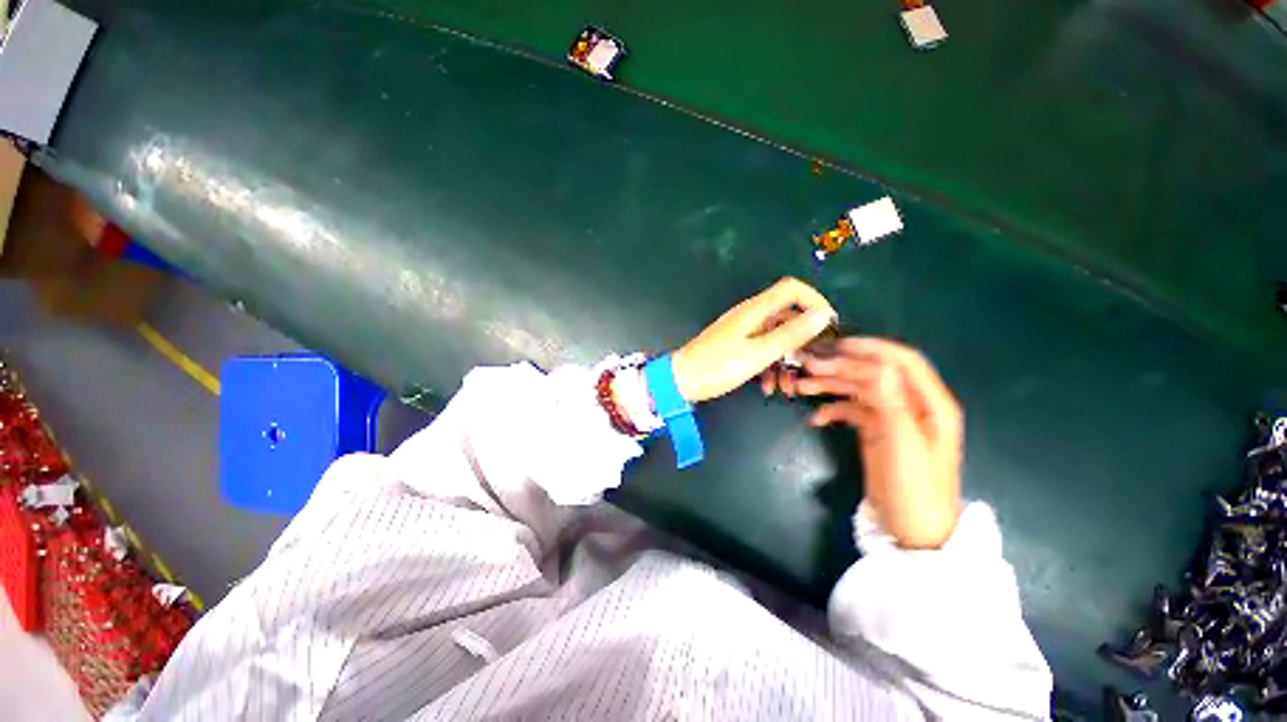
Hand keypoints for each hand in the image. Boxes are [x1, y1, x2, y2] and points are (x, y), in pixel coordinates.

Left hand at [671, 278, 836, 403]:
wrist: (682, 381)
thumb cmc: (719, 366)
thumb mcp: (759, 353)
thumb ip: (791, 334)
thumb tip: (822, 314)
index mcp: (756, 310)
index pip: (792, 288)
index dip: (814, 301)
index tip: (827, 327)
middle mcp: (751, 316)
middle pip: (787, 317)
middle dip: (802, 342)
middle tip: (811, 367)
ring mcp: (743, 332)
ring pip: (776, 339)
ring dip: (786, 362)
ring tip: (790, 388)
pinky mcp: (737, 347)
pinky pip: (762, 351)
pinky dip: (770, 367)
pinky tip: (770, 388)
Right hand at [768, 338, 962, 548]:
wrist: (912, 531)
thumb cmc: (914, 487)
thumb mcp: (903, 443)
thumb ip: (889, 401)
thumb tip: (872, 366)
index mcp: (930, 402)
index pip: (901, 361)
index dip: (869, 348)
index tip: (834, 345)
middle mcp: (911, 404)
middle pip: (874, 373)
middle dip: (840, 366)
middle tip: (807, 365)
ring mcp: (893, 417)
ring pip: (859, 389)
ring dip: (831, 385)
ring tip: (801, 387)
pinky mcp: (877, 431)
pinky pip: (852, 410)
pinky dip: (833, 410)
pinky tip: (816, 419)